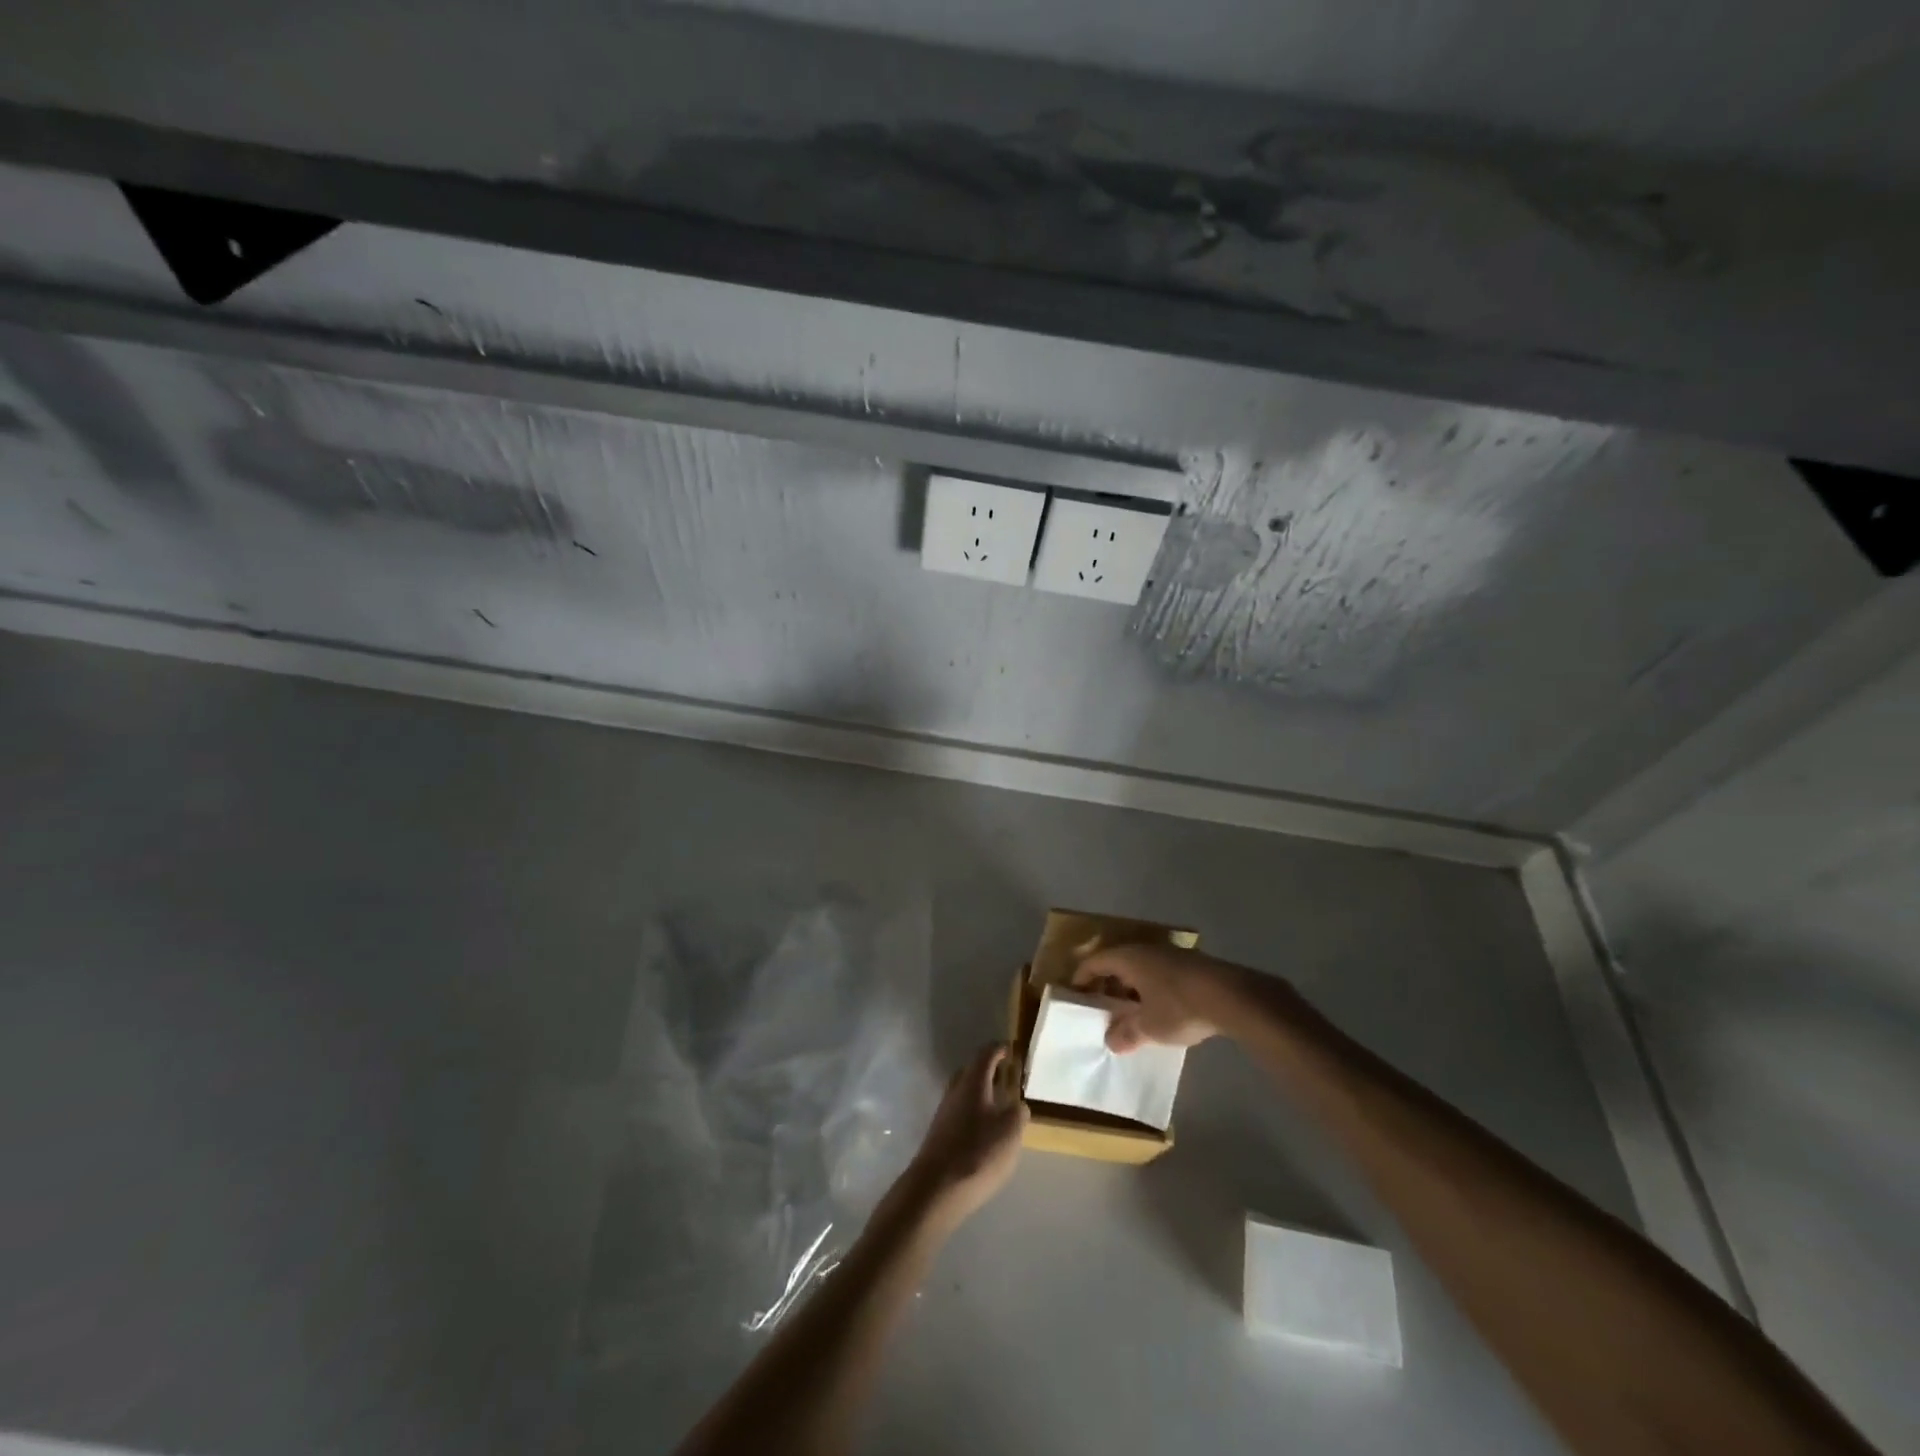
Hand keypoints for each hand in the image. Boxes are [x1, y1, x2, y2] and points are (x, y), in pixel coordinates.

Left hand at [906, 1043, 1028, 1227]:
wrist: (935, 1189)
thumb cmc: (978, 1152)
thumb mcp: (1011, 1130)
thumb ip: (1018, 1111)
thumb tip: (1016, 1104)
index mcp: (973, 1081)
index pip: (986, 1053)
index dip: (1000, 1049)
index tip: (1011, 1049)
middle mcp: (955, 1091)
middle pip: (972, 1072)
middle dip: (989, 1072)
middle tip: (1007, 1080)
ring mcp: (944, 1113)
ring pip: (965, 1094)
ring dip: (981, 1096)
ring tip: (1000, 1110)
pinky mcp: (939, 1135)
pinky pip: (960, 1114)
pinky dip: (974, 1115)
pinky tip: (984, 1134)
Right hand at [1073, 943, 1248, 1052]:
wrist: (1232, 997)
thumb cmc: (1179, 1007)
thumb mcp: (1148, 1027)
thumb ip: (1126, 1033)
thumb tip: (1111, 1041)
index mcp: (1128, 958)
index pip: (1095, 962)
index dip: (1082, 978)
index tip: (1075, 995)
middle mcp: (1146, 949)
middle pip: (1118, 962)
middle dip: (1108, 984)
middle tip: (1102, 1007)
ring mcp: (1171, 954)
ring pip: (1141, 968)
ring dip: (1132, 987)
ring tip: (1131, 1012)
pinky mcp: (1192, 964)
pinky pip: (1160, 973)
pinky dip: (1151, 988)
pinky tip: (1160, 1010)